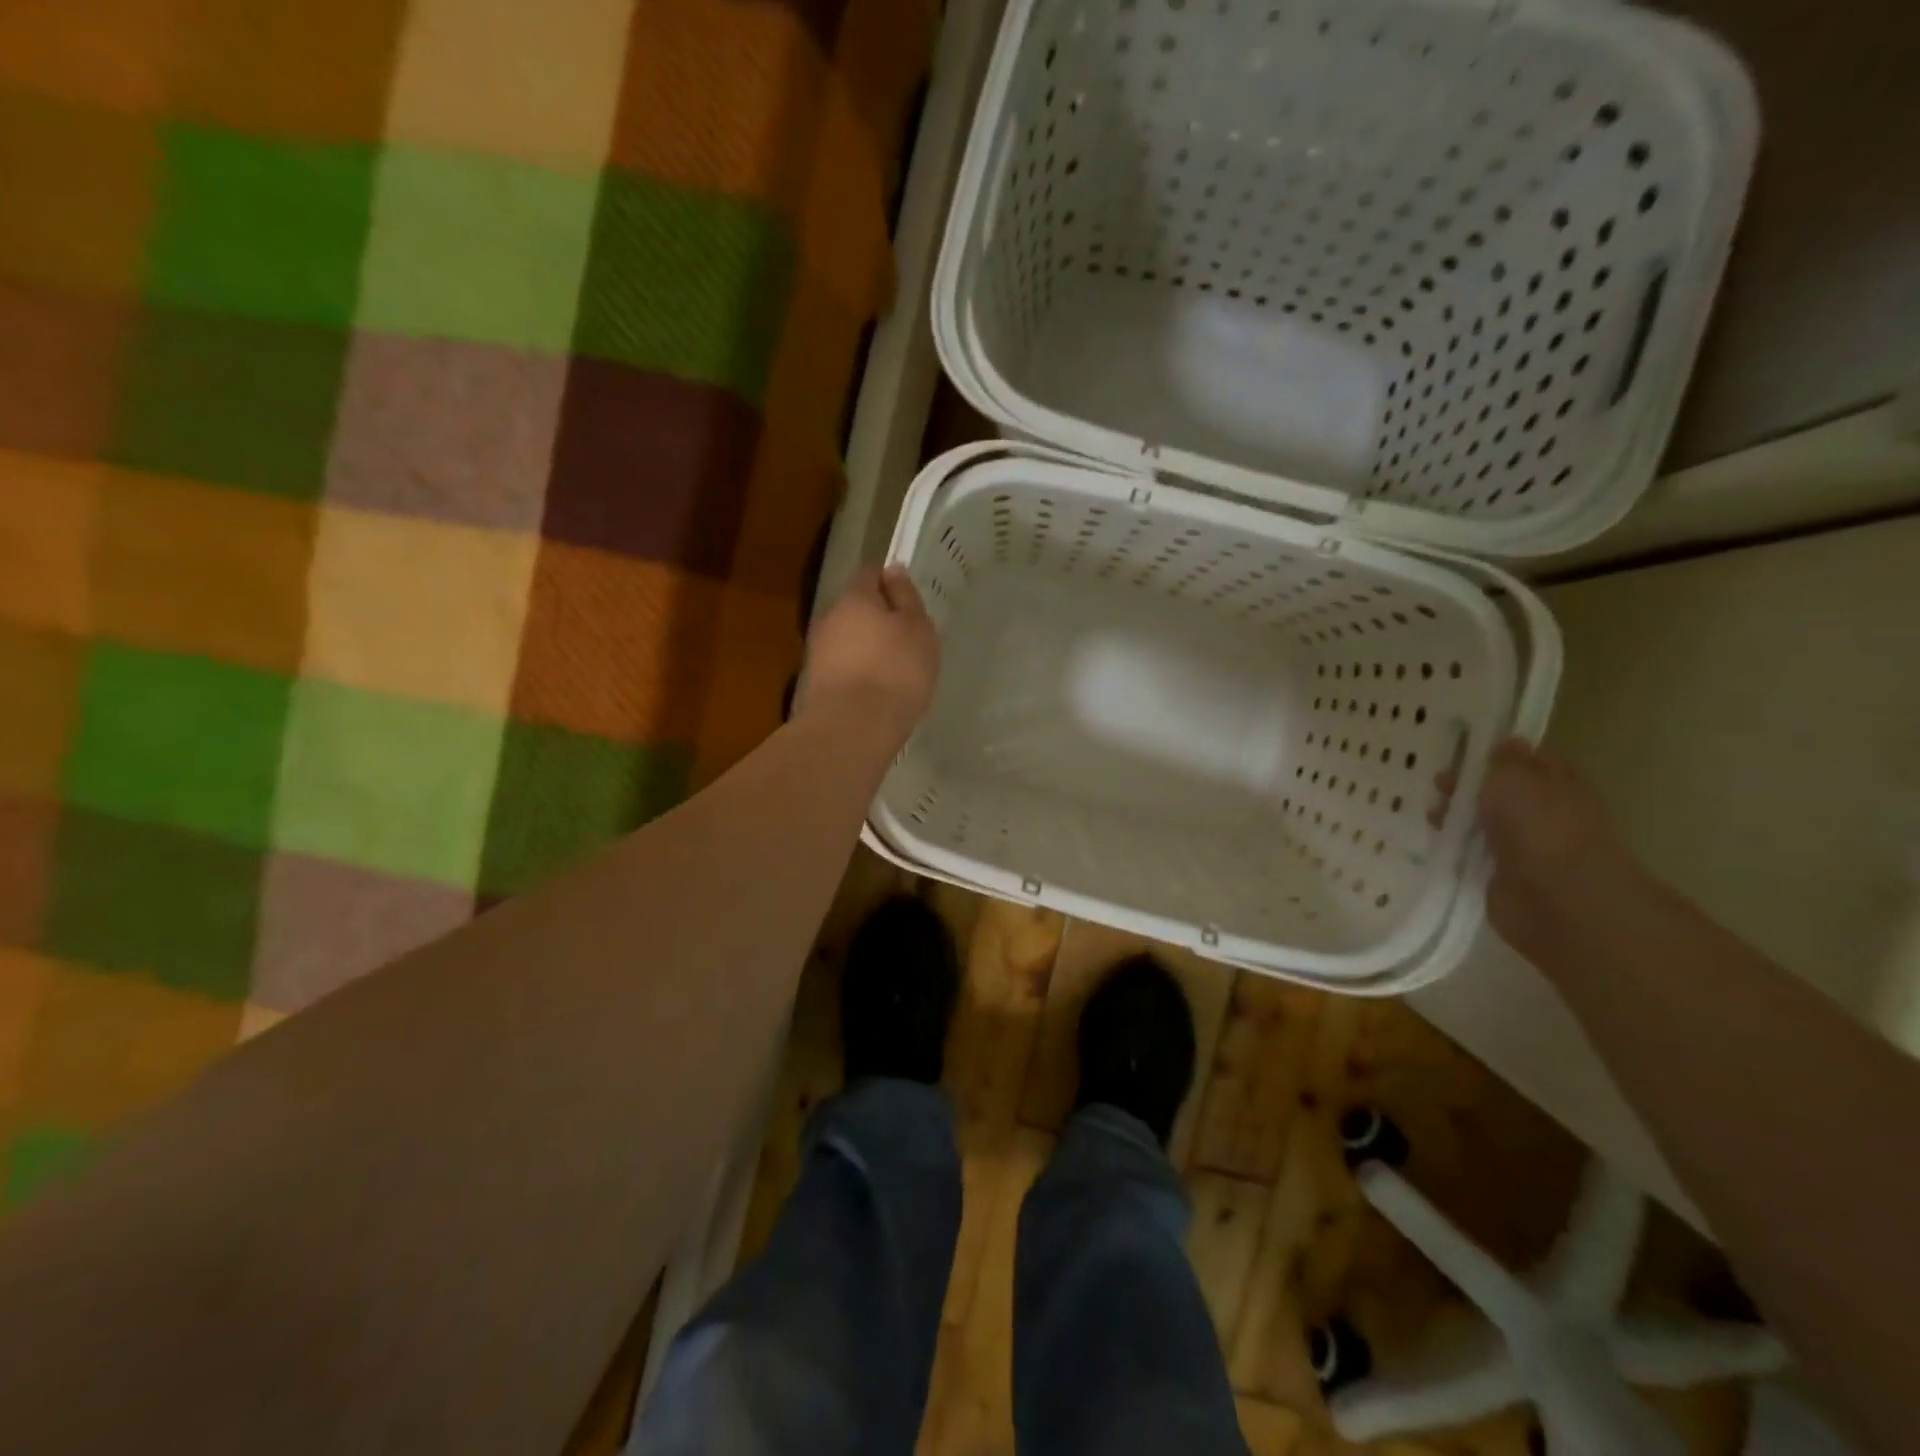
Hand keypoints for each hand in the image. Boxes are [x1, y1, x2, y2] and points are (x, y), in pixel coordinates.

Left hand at [798, 566, 940, 744]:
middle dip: (875, 618)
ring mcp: (817, 652)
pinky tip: (874, 690)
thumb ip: (906, 597)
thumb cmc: (896, 670)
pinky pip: (841, 667)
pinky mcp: (815, 683)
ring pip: (845, 639)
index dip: (888, 582)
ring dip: (865, 648)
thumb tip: (892, 570)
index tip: (907, 601)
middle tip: (904, 638)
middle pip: (854, 608)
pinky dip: (856, 672)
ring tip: (892, 669)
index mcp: (854, 597)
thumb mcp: (917, 629)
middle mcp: (829, 618)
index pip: (869, 574)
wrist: (854, 726)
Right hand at [1432, 739, 1634, 958]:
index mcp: (1559, 785)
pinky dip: (1454, 845)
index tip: (1463, 746)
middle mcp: (1544, 814)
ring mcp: (1523, 847)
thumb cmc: (1541, 827)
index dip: (1499, 751)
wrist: (1557, 899)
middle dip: (1469, 784)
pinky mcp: (1501, 875)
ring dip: (1457, 815)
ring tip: (1430, 810)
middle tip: (1437, 779)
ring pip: (1484, 822)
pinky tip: (1432, 838)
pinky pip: (1472, 852)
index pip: (1530, 760)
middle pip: (1501, 792)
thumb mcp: (1516, 779)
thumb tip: (1507, 742)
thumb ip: (1505, 761)